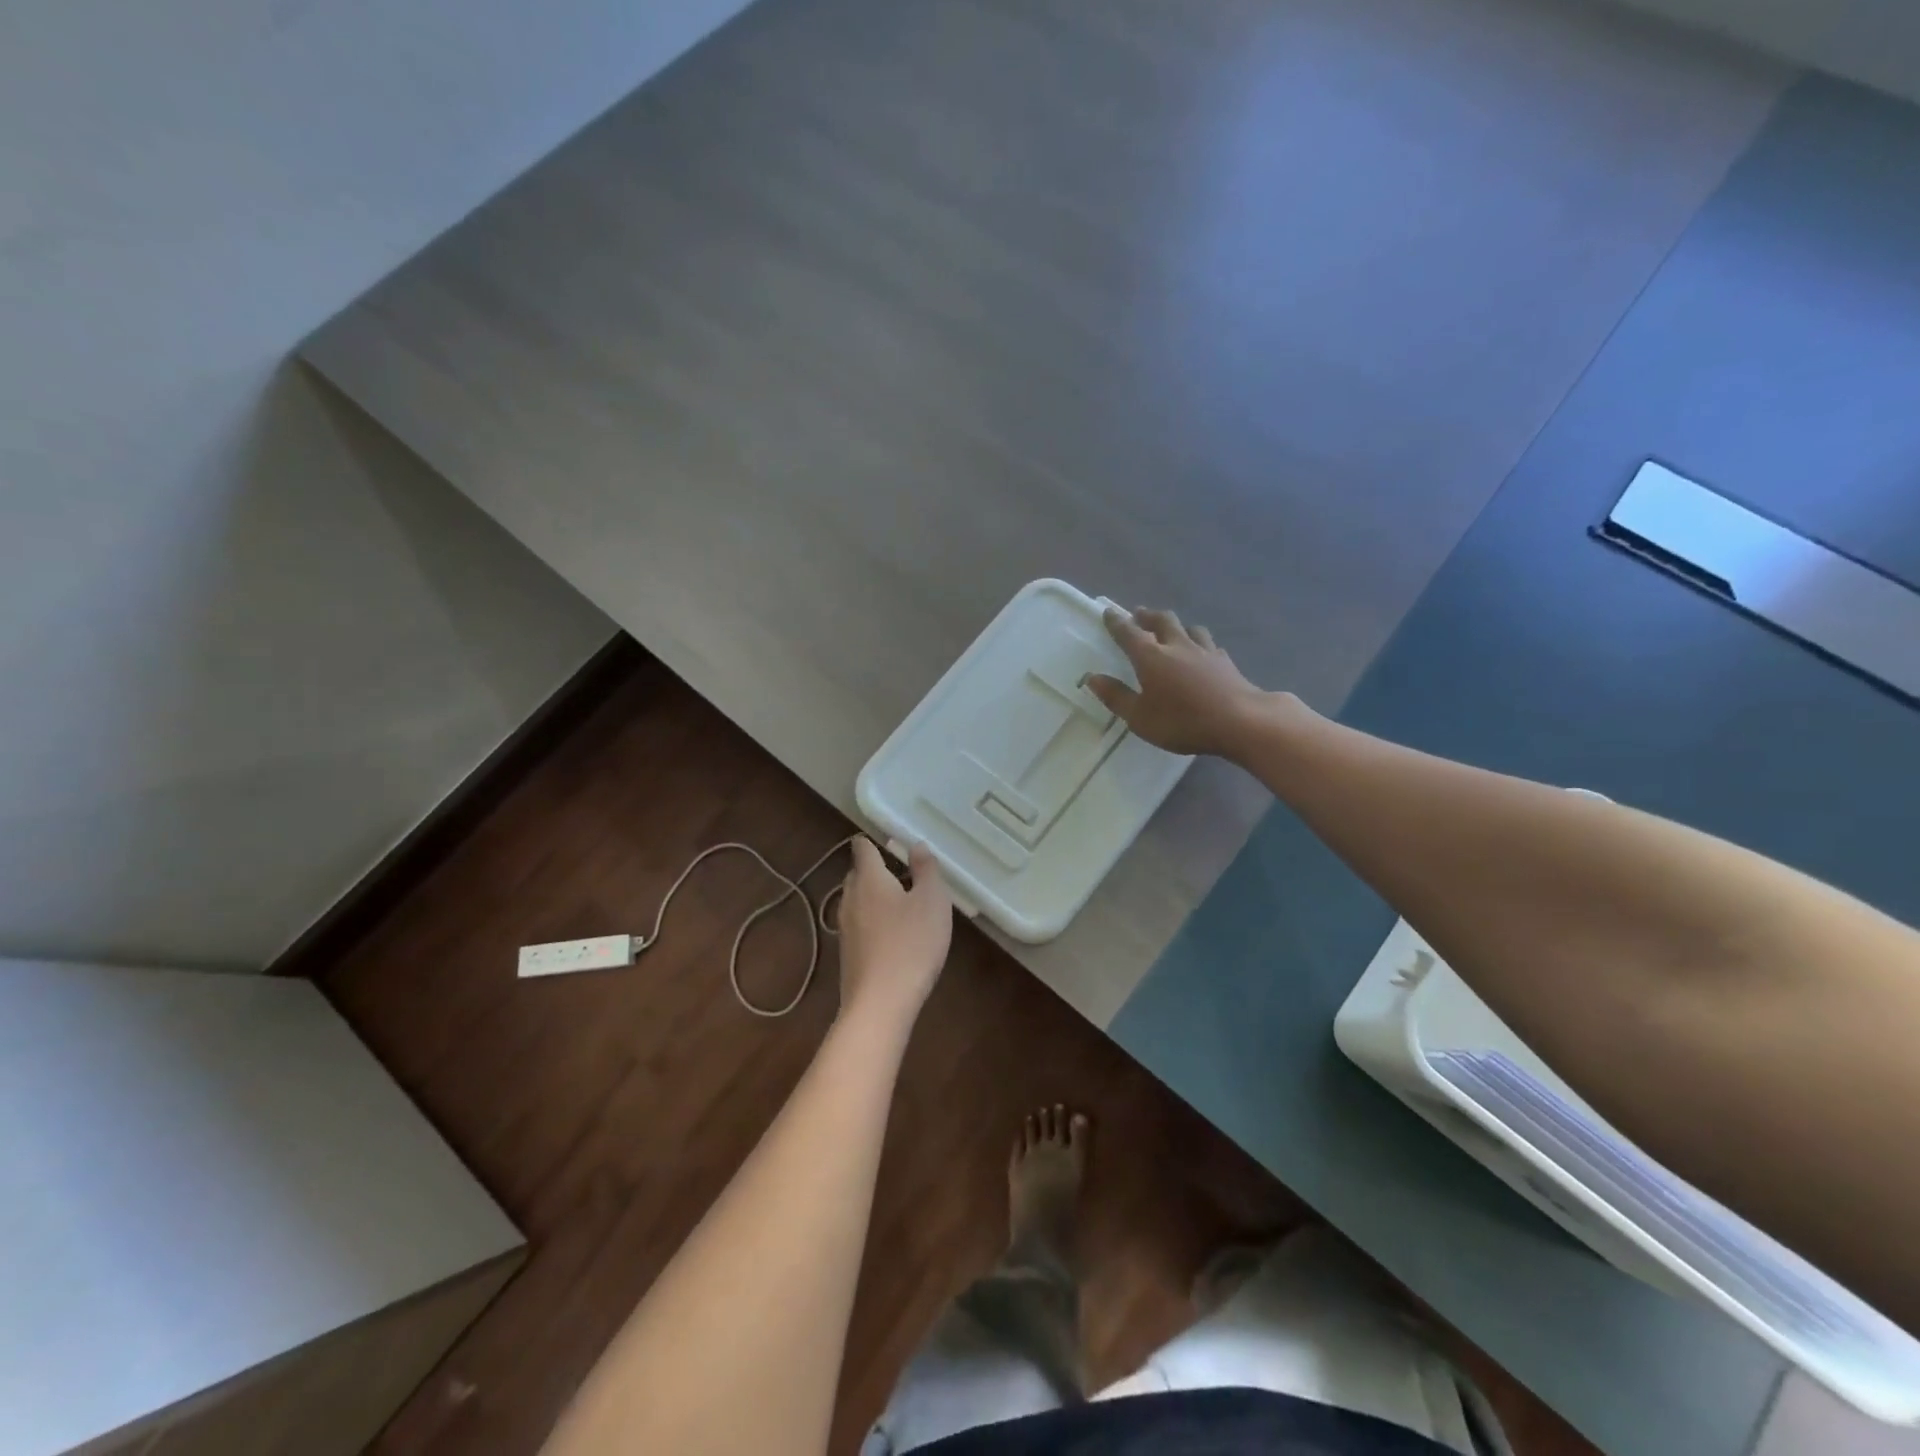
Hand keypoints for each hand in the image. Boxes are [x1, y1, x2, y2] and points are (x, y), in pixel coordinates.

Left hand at [836, 838, 952, 1024]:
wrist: (880, 1004)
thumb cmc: (911, 944)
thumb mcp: (933, 901)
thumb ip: (926, 869)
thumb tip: (916, 846)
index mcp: (868, 879)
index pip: (863, 848)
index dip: (872, 841)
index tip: (889, 842)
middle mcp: (850, 898)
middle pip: (857, 874)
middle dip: (875, 870)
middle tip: (902, 873)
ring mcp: (845, 928)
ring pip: (857, 901)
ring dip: (874, 898)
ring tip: (900, 904)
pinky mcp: (847, 954)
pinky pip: (859, 925)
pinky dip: (873, 922)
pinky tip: (892, 936)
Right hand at [1086, 607, 1268, 757]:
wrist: (1239, 721)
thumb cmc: (1182, 721)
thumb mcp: (1140, 717)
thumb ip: (1116, 697)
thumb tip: (1092, 678)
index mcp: (1151, 657)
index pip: (1129, 633)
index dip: (1117, 622)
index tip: (1109, 612)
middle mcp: (1177, 646)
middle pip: (1162, 621)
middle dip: (1147, 616)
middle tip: (1139, 614)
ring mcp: (1205, 651)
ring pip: (1190, 628)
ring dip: (1177, 626)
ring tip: (1172, 630)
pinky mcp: (1226, 662)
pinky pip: (1209, 645)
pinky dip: (1200, 644)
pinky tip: (1202, 652)